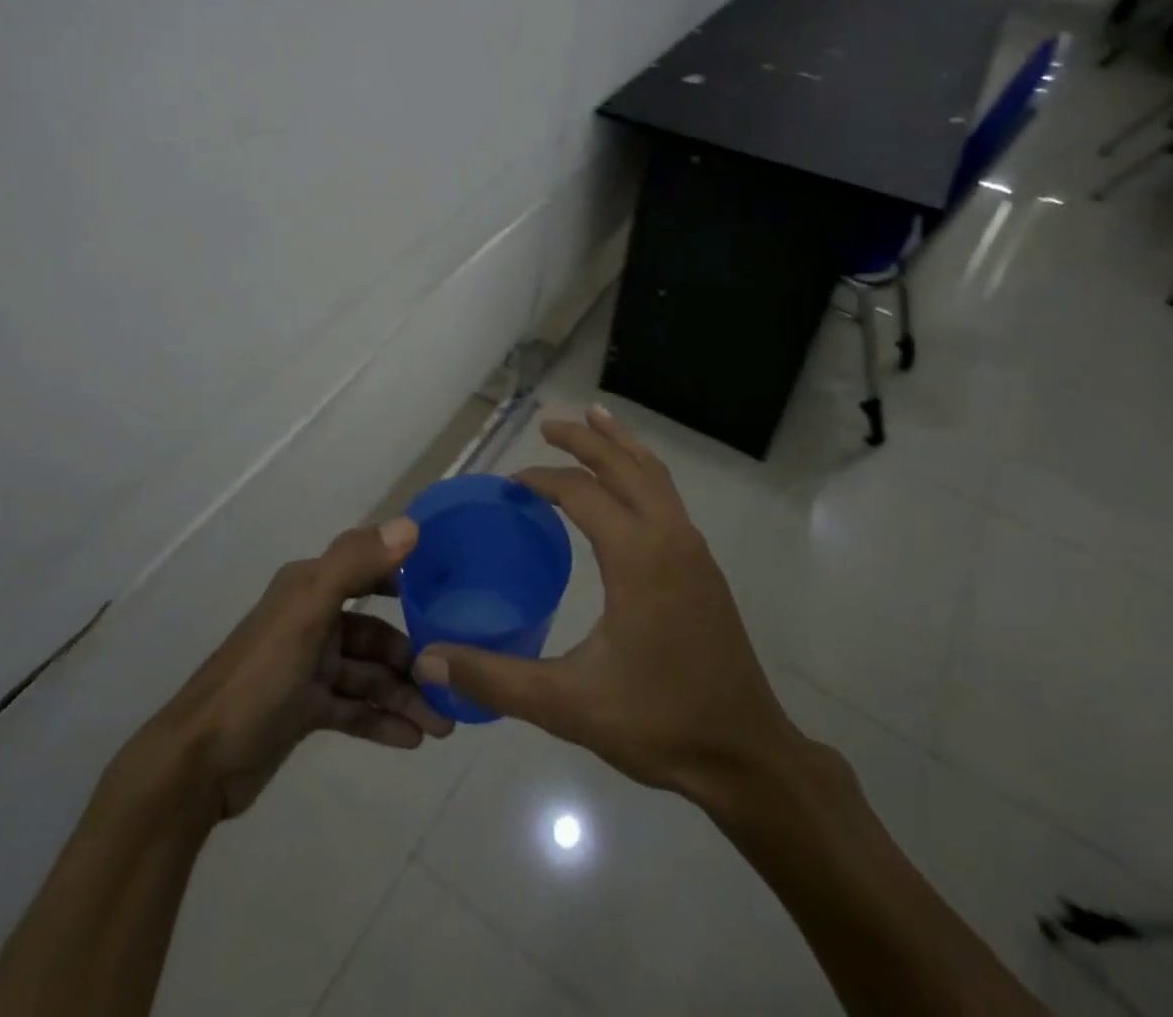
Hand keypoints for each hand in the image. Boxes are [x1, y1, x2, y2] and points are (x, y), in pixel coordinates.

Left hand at [153, 518, 452, 819]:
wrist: (197, 764)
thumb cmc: (257, 678)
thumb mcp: (306, 613)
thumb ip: (355, 565)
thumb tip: (411, 525)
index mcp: (309, 588)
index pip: (367, 569)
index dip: (405, 576)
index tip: (448, 591)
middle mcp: (311, 620)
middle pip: (375, 633)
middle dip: (412, 657)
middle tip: (450, 683)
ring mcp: (308, 667)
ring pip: (369, 675)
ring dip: (404, 696)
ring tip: (442, 724)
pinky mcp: (304, 709)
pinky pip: (354, 709)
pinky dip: (382, 720)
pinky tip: (412, 740)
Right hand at [412, 406, 799, 803]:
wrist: (745, 755)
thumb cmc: (658, 723)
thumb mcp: (567, 705)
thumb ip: (495, 678)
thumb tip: (426, 658)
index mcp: (637, 557)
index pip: (582, 493)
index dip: (542, 479)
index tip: (509, 484)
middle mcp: (669, 537)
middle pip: (624, 466)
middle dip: (585, 439)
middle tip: (548, 424)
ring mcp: (693, 549)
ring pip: (655, 474)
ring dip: (621, 444)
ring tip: (596, 418)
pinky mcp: (704, 567)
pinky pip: (669, 496)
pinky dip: (644, 471)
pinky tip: (630, 484)